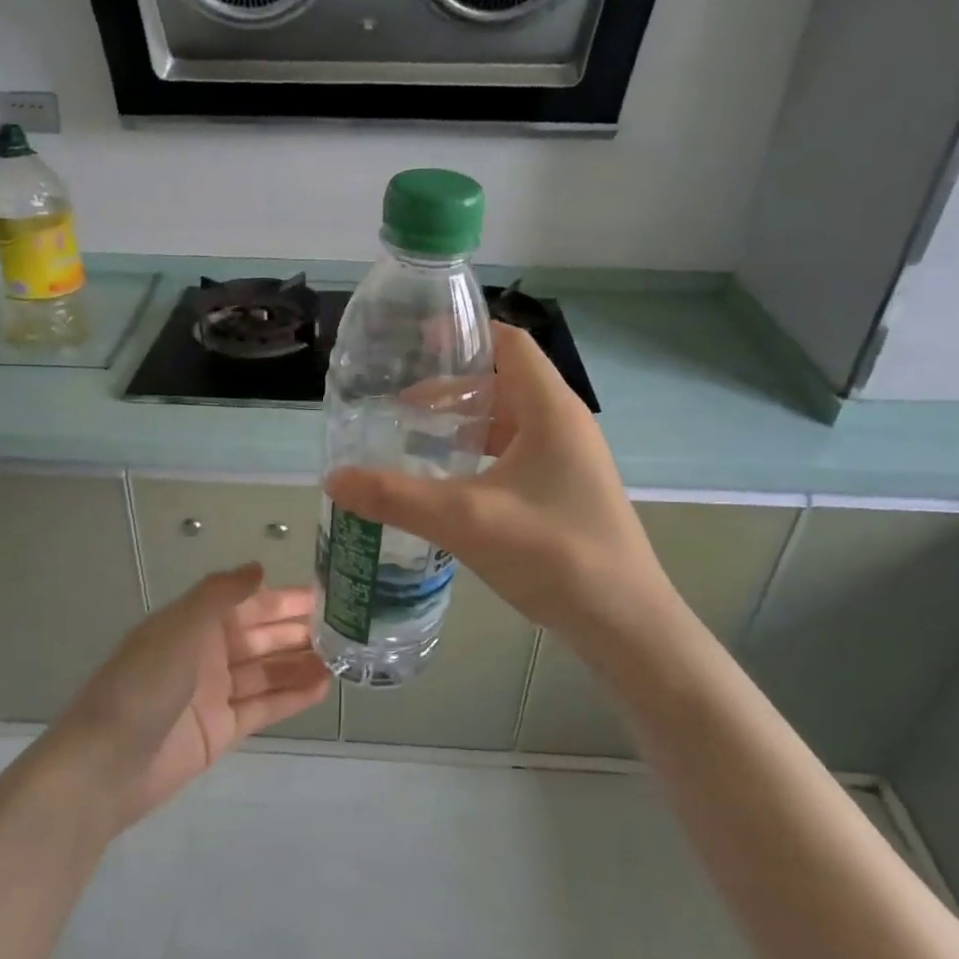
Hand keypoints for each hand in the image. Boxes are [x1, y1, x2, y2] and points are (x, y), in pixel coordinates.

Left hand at [49, 564, 330, 827]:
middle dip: (298, 631)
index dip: (282, 598)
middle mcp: (205, 654)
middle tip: (346, 628)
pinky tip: (322, 688)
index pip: (246, 604)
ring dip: (300, 664)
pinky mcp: (221, 731)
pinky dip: (290, 698)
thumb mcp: (178, 629)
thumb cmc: (142, 686)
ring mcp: (214, 694)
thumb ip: (219, 595)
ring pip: (266, 672)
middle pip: (260, 637)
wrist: (105, 766)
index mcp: (192, 624)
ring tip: (342, 659)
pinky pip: (262, 708)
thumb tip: (258, 567)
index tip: (323, 595)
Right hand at [326, 323, 669, 655]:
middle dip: (451, 388)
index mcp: (551, 410)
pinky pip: (516, 455)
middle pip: (504, 383)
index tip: (414, 342)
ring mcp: (569, 461)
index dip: (464, 335)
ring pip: (509, 423)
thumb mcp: (466, 520)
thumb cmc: (554, 554)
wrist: (624, 624)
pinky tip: (449, 484)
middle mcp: (564, 425)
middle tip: (398, 405)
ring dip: (465, 425)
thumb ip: (396, 497)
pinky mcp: (566, 492)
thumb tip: (333, 478)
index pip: (509, 343)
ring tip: (414, 439)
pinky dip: (480, 456)